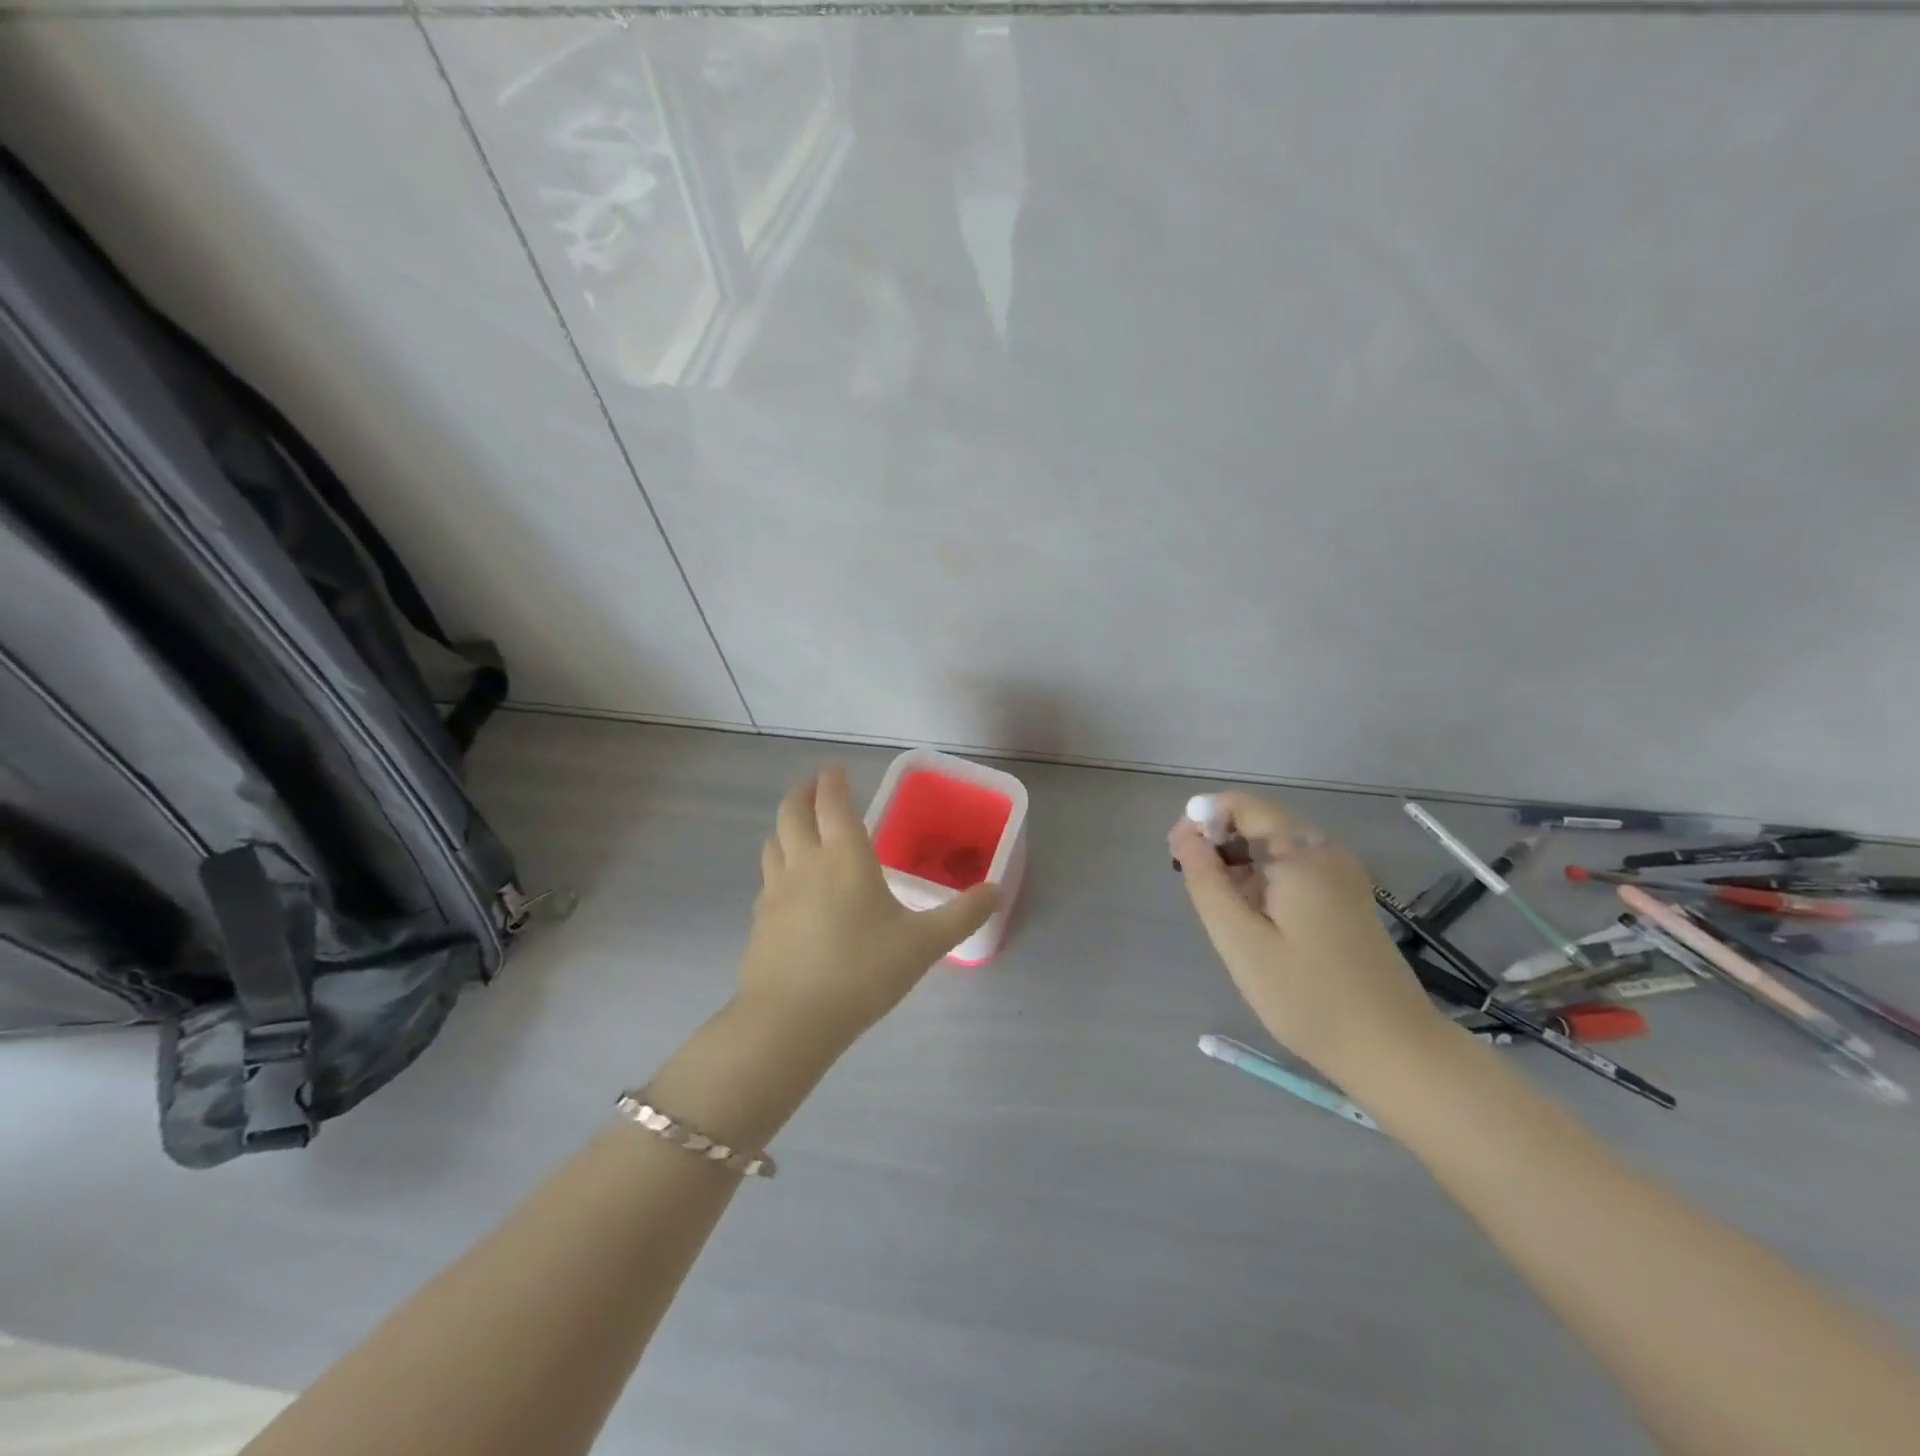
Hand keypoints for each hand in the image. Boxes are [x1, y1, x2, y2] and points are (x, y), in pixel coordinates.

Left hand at [740, 765, 997, 1041]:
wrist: (790, 1020)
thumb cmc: (862, 971)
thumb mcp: (924, 944)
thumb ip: (962, 914)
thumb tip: (997, 890)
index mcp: (844, 856)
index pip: (832, 802)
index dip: (832, 780)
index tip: (835, 769)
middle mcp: (805, 862)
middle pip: (792, 812)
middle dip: (802, 793)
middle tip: (814, 788)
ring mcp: (775, 891)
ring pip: (773, 842)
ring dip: (785, 826)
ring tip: (798, 829)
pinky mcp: (759, 920)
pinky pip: (767, 878)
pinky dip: (777, 866)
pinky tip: (789, 886)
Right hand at [1169, 792, 1447, 1079]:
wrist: (1393, 1051)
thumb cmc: (1307, 996)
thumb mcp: (1240, 939)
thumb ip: (1206, 880)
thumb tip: (1183, 833)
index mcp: (1301, 853)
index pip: (1244, 804)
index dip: (1203, 818)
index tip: (1179, 857)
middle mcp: (1326, 852)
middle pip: (1260, 823)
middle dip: (1219, 845)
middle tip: (1197, 894)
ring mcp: (1342, 875)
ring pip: (1276, 848)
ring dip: (1240, 867)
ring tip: (1226, 917)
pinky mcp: (1347, 899)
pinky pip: (1295, 870)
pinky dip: (1265, 883)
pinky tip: (1257, 925)